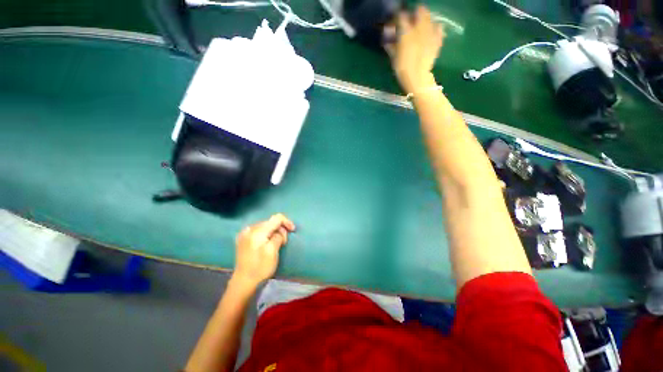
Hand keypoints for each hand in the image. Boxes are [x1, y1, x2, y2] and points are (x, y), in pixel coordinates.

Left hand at [232, 214, 295, 288]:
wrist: (243, 282)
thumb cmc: (260, 267)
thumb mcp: (273, 251)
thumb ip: (278, 236)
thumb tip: (280, 231)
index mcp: (257, 231)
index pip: (276, 218)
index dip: (286, 222)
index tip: (293, 230)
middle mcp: (250, 229)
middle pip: (270, 222)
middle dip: (280, 229)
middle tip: (284, 241)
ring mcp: (245, 234)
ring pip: (265, 226)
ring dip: (274, 232)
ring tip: (277, 243)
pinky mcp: (244, 240)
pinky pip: (259, 232)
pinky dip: (266, 235)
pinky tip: (268, 243)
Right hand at [385, 5, 444, 92]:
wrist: (417, 78)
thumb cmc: (402, 69)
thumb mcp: (394, 58)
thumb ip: (391, 46)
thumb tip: (386, 40)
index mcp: (406, 32)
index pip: (401, 16)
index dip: (398, 17)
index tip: (396, 22)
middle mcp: (419, 28)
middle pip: (420, 11)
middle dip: (415, 14)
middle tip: (411, 21)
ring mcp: (430, 33)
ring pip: (429, 17)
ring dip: (425, 19)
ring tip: (421, 26)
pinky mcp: (437, 40)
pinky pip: (439, 28)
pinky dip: (435, 27)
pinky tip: (432, 31)